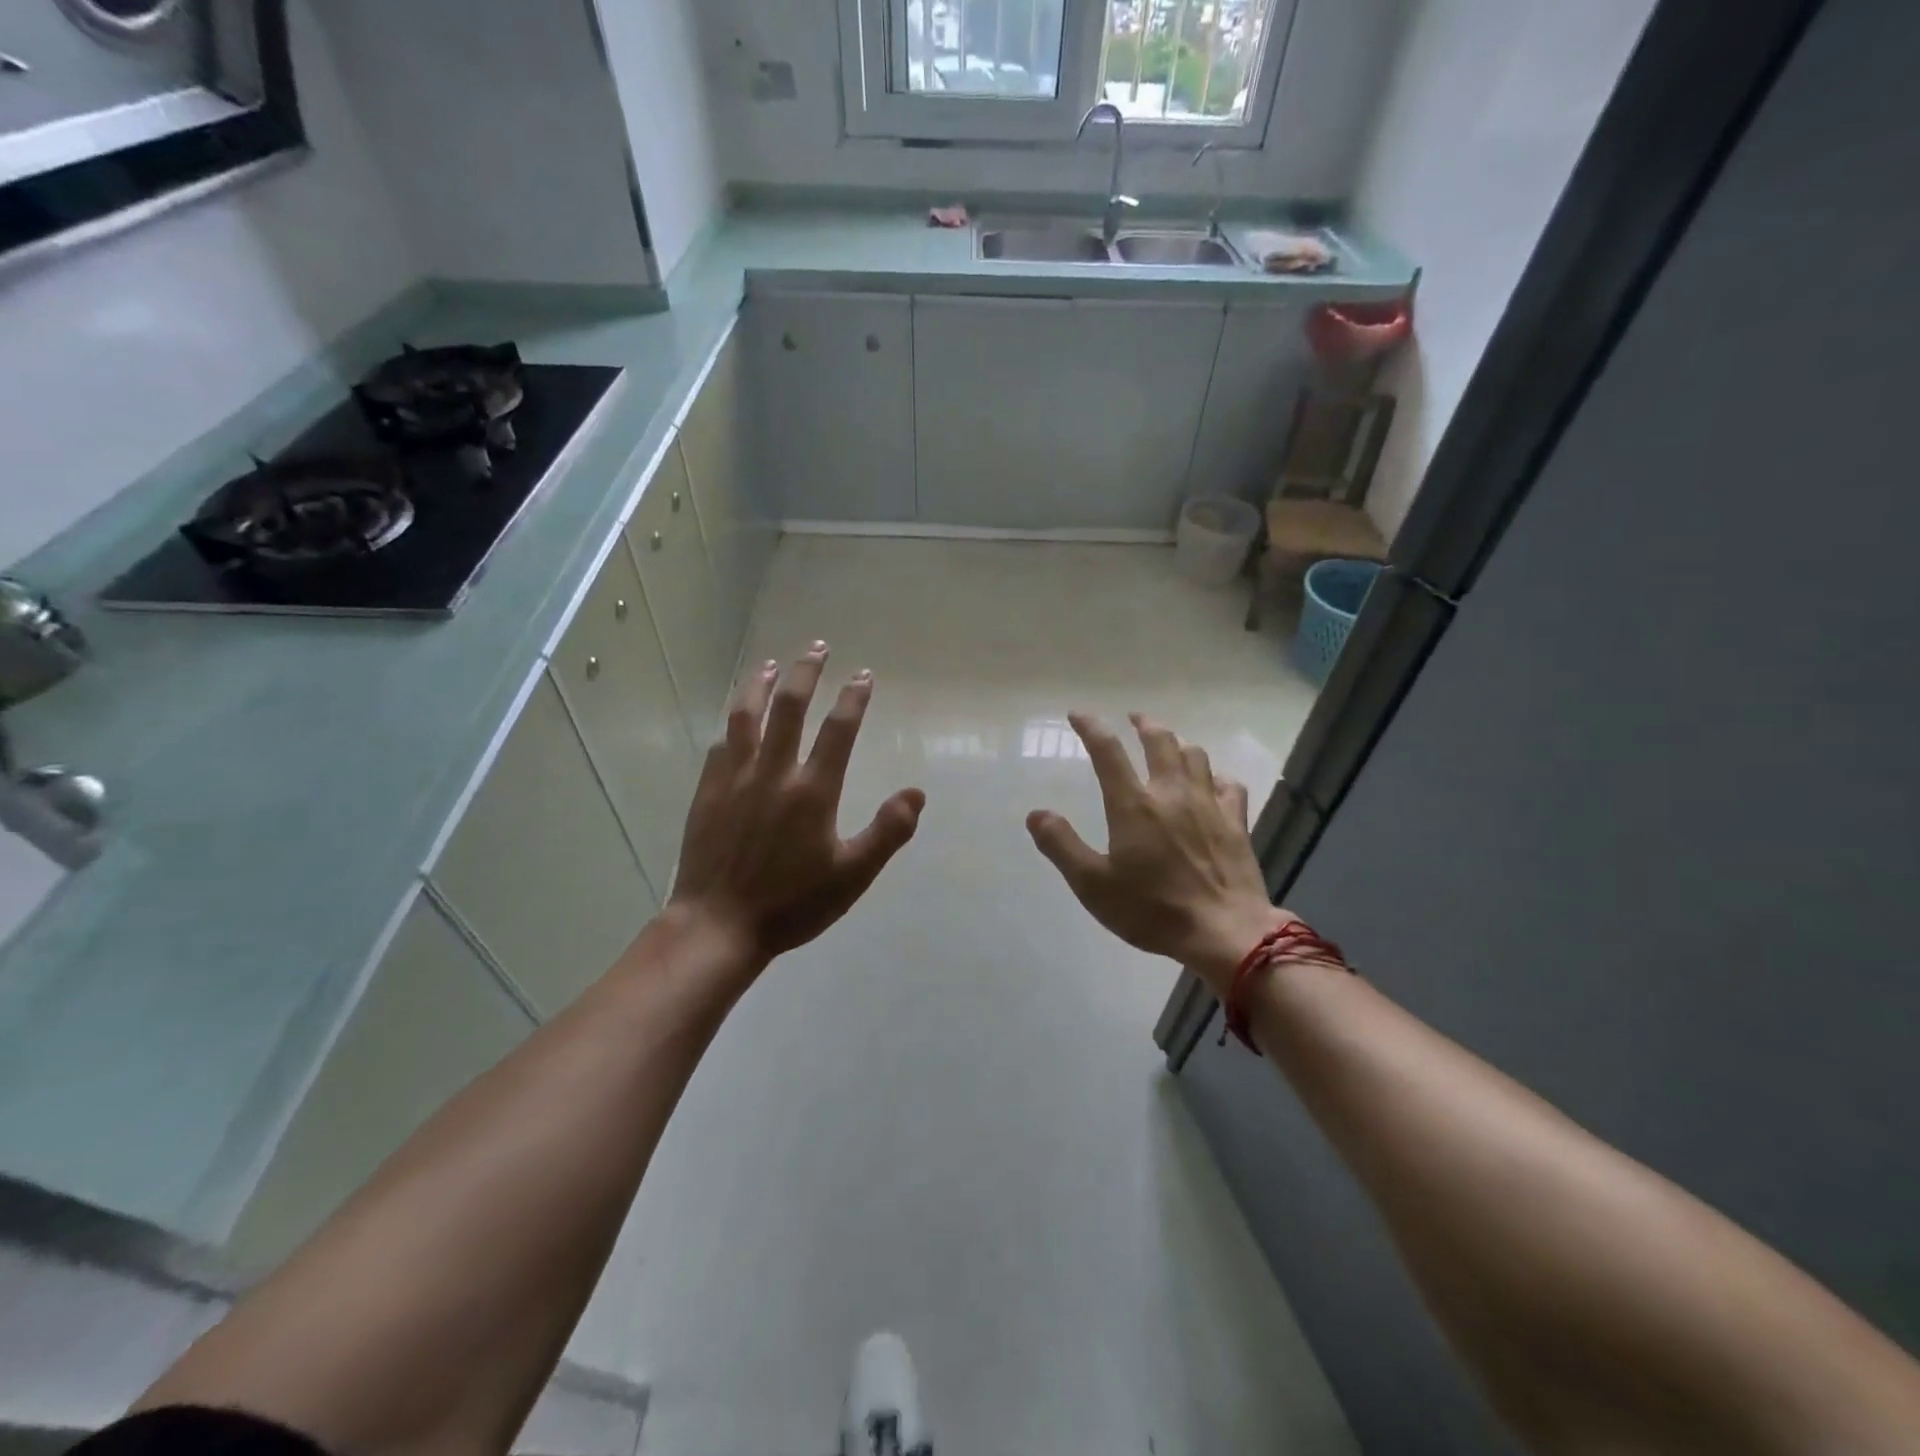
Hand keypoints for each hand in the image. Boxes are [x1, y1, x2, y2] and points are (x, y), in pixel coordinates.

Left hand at [670, 642, 925, 974]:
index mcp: (812, 791)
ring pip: (746, 716)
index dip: (853, 698)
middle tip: (817, 647)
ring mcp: (735, 779)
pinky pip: (721, 745)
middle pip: (790, 707)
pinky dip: (733, 724)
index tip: (863, 675)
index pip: (838, 730)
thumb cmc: (792, 903)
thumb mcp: (852, 875)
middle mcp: (773, 772)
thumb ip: (887, 832)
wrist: (719, 925)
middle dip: (806, 672)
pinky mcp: (707, 792)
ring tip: (771, 664)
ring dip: (761, 684)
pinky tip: (735, 720)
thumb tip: (916, 793)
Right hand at [1026, 712, 1288, 995]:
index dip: (1091, 727)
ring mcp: (1208, 804)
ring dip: (1178, 743)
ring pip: (1195, 755)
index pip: (1108, 750)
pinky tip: (1212, 781)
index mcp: (1133, 804)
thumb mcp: (1092, 885)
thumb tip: (1036, 813)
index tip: (1078, 714)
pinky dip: (1216, 775)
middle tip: (1133, 718)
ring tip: (1169, 744)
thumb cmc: (1152, 909)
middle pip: (1159, 740)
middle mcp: (1171, 793)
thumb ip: (1061, 845)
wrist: (1224, 932)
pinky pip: (1228, 784)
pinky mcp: (1235, 822)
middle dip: (1143, 723)